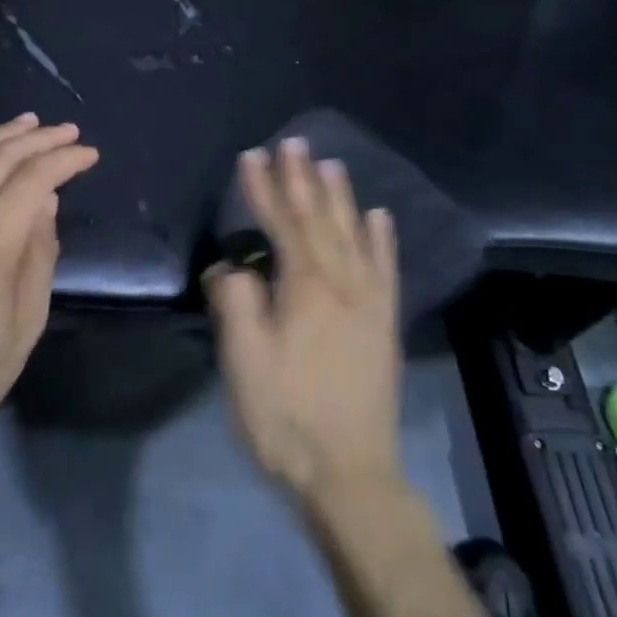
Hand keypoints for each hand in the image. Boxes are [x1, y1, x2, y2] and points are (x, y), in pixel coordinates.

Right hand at [206, 139, 401, 505]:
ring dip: (340, 197)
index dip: (263, 188)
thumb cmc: (286, 417)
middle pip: (319, 218)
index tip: (251, 155)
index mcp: (304, 287)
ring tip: (331, 164)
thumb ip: (234, 302)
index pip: (279, 223)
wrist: (351, 475)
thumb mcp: (244, 361)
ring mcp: (368, 302)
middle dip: (302, 178)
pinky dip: (382, 238)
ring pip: (353, 234)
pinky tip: (378, 217)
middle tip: (293, 142)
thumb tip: (230, 266)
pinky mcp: (383, 323)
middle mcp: (341, 282)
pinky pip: (385, 268)